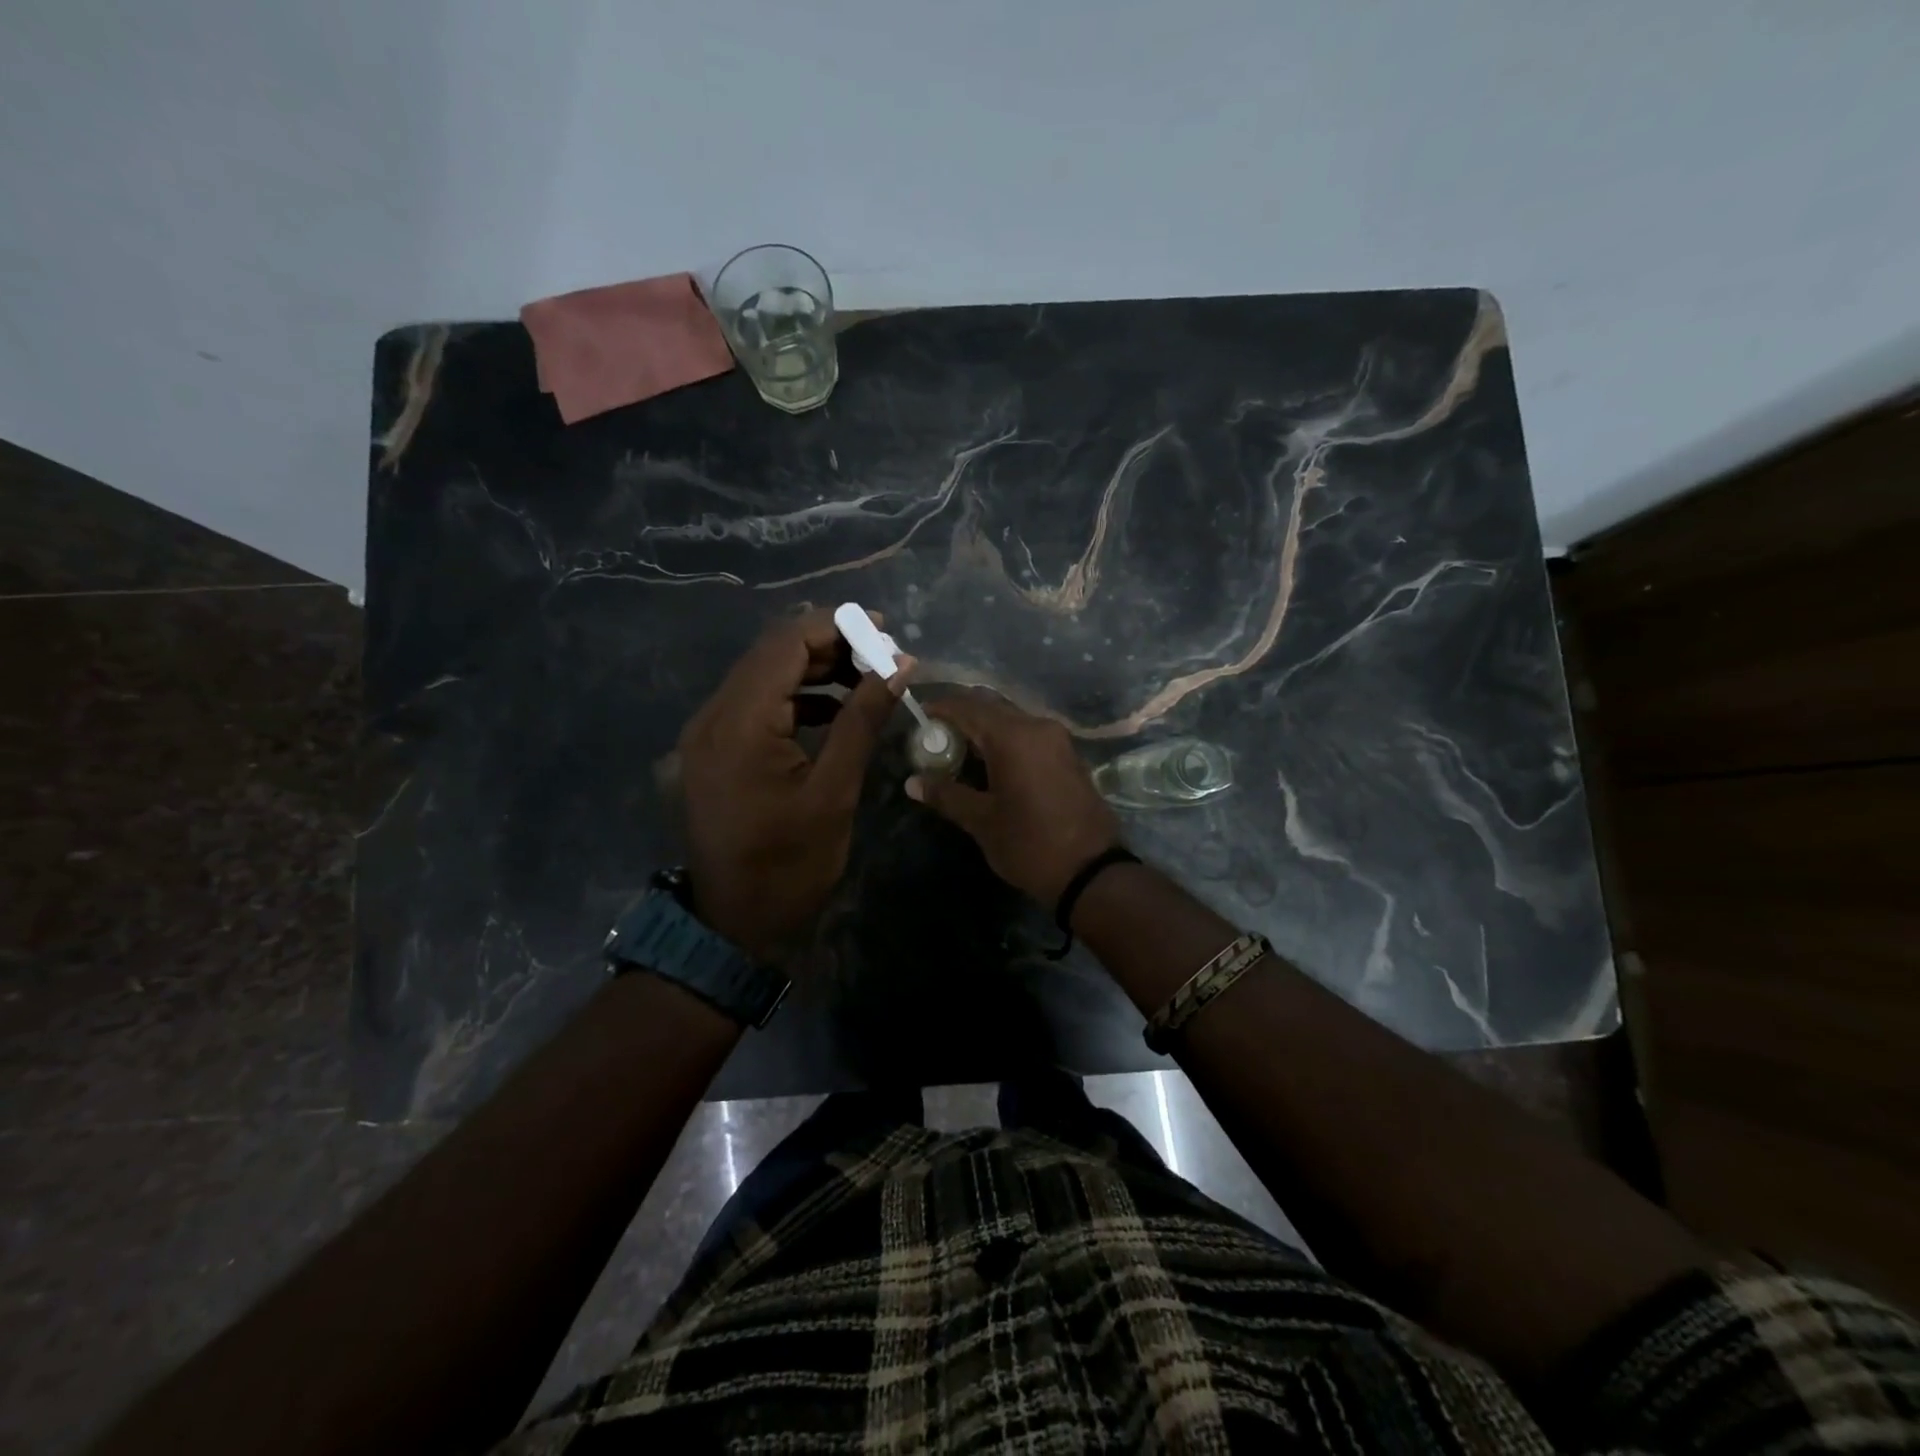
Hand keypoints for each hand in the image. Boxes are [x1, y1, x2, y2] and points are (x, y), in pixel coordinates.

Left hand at [679, 609, 908, 962]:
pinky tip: (835, 709)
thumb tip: (899, 664)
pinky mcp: (715, 748)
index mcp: (740, 722)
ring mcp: (709, 731)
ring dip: (814, 669)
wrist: (735, 921)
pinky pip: (757, 703)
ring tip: (866, 677)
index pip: (786, 643)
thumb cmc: (790, 863)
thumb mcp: (835, 791)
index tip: (883, 628)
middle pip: (772, 653)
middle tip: (881, 654)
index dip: (836, 625)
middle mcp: (714, 715)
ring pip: (764, 675)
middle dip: (829, 644)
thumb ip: (863, 719)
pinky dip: (797, 697)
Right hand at [905, 693, 1121, 906]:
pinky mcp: (1068, 756)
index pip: (967, 707)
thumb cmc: (1030, 844)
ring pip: (1012, 720)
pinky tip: (991, 765)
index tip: (919, 718)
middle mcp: (1037, 727)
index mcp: (1013, 736)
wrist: (1091, 871)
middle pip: (991, 707)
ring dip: (985, 729)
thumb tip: (912, 782)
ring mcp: (1057, 740)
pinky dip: (1006, 741)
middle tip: (936, 738)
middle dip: (962, 717)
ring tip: (959, 752)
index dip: (940, 708)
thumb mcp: (982, 821)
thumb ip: (946, 795)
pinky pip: (1029, 735)